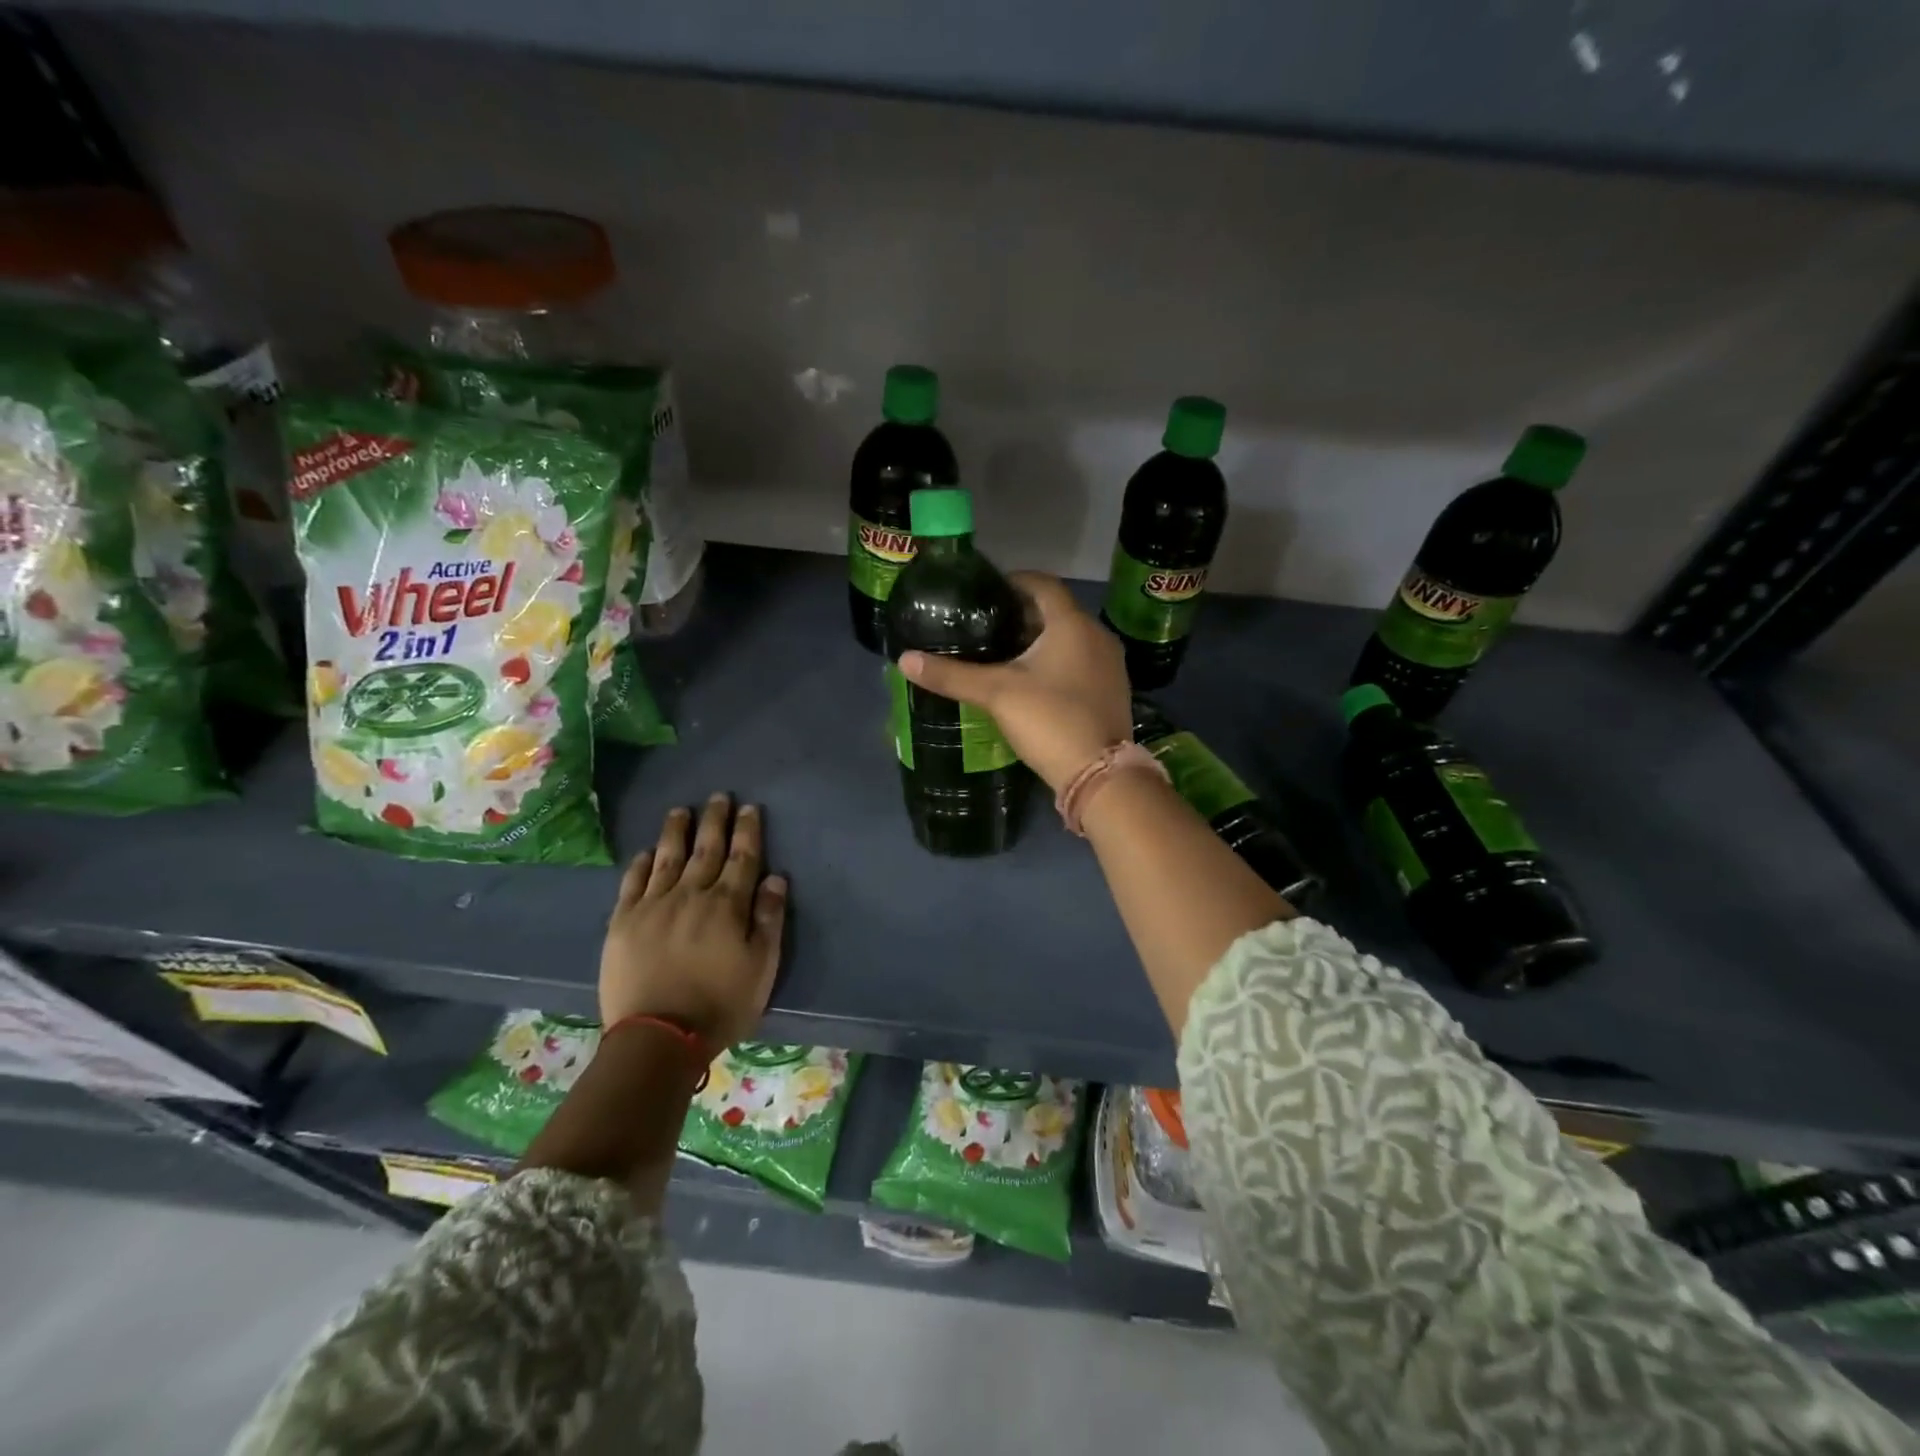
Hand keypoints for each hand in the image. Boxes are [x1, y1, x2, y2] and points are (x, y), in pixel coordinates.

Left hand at [599, 794, 788, 1047]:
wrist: (658, 1037)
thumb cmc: (721, 1005)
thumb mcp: (762, 967)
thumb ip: (769, 919)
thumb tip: (776, 879)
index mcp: (728, 905)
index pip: (742, 858)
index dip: (747, 831)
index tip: (748, 808)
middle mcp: (691, 894)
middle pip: (706, 850)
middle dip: (714, 821)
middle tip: (718, 797)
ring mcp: (654, 906)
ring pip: (668, 858)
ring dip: (676, 832)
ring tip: (681, 811)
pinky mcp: (624, 922)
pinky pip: (633, 883)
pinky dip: (642, 863)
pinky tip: (647, 852)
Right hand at [898, 572, 1131, 792]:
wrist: (1098, 774)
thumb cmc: (1049, 720)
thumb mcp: (996, 694)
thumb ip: (952, 675)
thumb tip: (905, 659)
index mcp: (1072, 624)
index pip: (1043, 584)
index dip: (1014, 582)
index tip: (986, 592)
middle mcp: (1097, 636)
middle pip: (1056, 612)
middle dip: (1022, 614)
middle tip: (986, 626)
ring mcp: (1110, 665)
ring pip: (1070, 639)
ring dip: (1040, 640)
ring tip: (1003, 653)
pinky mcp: (1112, 690)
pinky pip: (1080, 662)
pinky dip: (1056, 661)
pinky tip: (1032, 681)